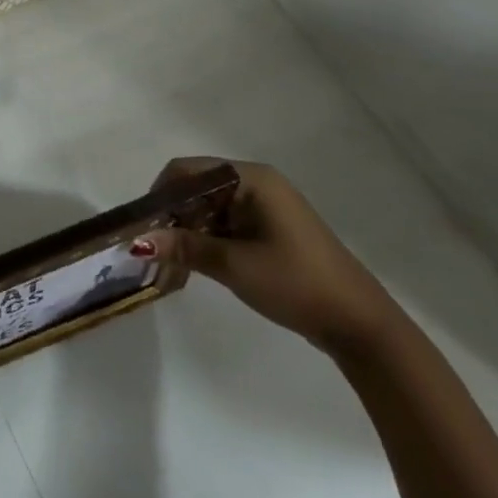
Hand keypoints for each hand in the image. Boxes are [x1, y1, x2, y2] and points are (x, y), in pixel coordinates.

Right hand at [155, 158, 400, 356]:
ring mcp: (265, 207)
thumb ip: (183, 247)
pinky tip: (193, 267)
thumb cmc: (297, 284)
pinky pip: (225, 224)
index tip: (143, 226)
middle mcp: (256, 184)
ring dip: (187, 233)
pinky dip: (206, 241)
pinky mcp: (269, 230)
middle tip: (152, 250)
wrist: (361, 327)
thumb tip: (136, 241)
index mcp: (251, 179)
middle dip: (172, 217)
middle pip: (196, 189)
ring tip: (170, 265)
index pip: (187, 171)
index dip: (160, 195)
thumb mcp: (234, 265)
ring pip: (208, 209)